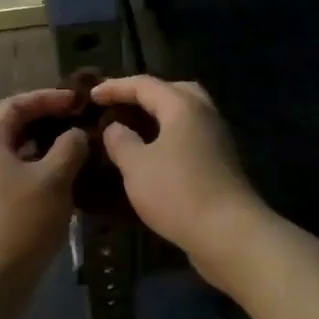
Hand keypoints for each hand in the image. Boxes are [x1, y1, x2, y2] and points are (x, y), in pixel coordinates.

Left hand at [0, 89, 87, 295]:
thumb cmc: (21, 222)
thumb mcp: (54, 179)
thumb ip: (69, 148)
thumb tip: (76, 135)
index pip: (14, 105)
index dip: (46, 98)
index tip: (76, 101)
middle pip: (13, 129)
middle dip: (47, 122)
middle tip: (79, 123)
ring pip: (17, 156)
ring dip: (46, 150)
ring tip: (78, 152)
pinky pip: (17, 179)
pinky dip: (41, 173)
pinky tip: (65, 186)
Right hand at [90, 76, 266, 268]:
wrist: (229, 233)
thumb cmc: (178, 193)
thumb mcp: (136, 166)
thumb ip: (120, 141)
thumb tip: (115, 127)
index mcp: (183, 106)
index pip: (145, 85)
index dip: (115, 87)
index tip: (90, 96)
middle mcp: (204, 114)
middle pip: (173, 91)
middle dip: (144, 95)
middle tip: (120, 106)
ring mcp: (217, 139)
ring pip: (185, 115)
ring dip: (159, 117)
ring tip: (133, 129)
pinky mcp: (220, 163)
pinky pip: (191, 136)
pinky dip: (170, 137)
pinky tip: (153, 156)